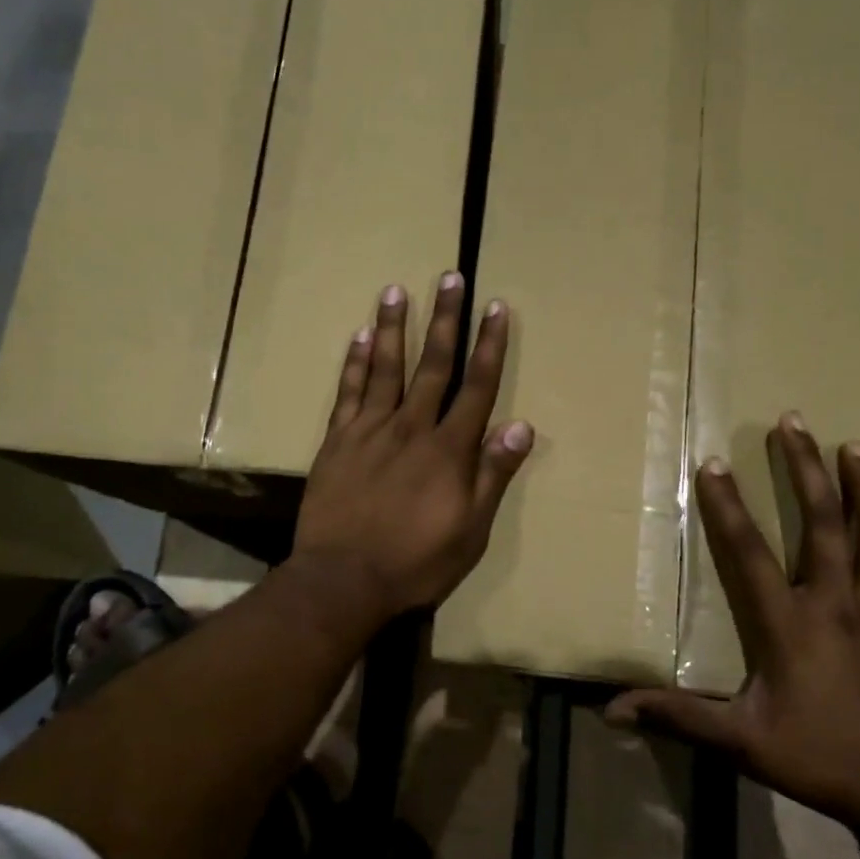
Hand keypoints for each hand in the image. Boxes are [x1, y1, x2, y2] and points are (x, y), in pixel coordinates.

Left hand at [294, 274, 533, 617]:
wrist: (343, 580)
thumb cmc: (416, 562)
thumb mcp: (471, 530)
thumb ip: (493, 475)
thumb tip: (521, 426)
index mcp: (449, 450)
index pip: (477, 387)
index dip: (489, 345)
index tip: (496, 307)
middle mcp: (411, 428)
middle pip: (433, 365)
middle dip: (446, 320)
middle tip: (450, 278)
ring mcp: (370, 431)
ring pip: (385, 368)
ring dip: (393, 327)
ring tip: (396, 290)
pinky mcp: (337, 442)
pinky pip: (347, 393)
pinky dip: (354, 364)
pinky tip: (359, 337)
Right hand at [608, 414, 859, 828]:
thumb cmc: (817, 757)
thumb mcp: (740, 741)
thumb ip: (677, 717)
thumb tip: (612, 710)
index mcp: (790, 622)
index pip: (749, 551)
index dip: (728, 506)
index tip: (714, 463)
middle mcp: (837, 602)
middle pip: (824, 521)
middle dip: (806, 467)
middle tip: (794, 422)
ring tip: (854, 448)